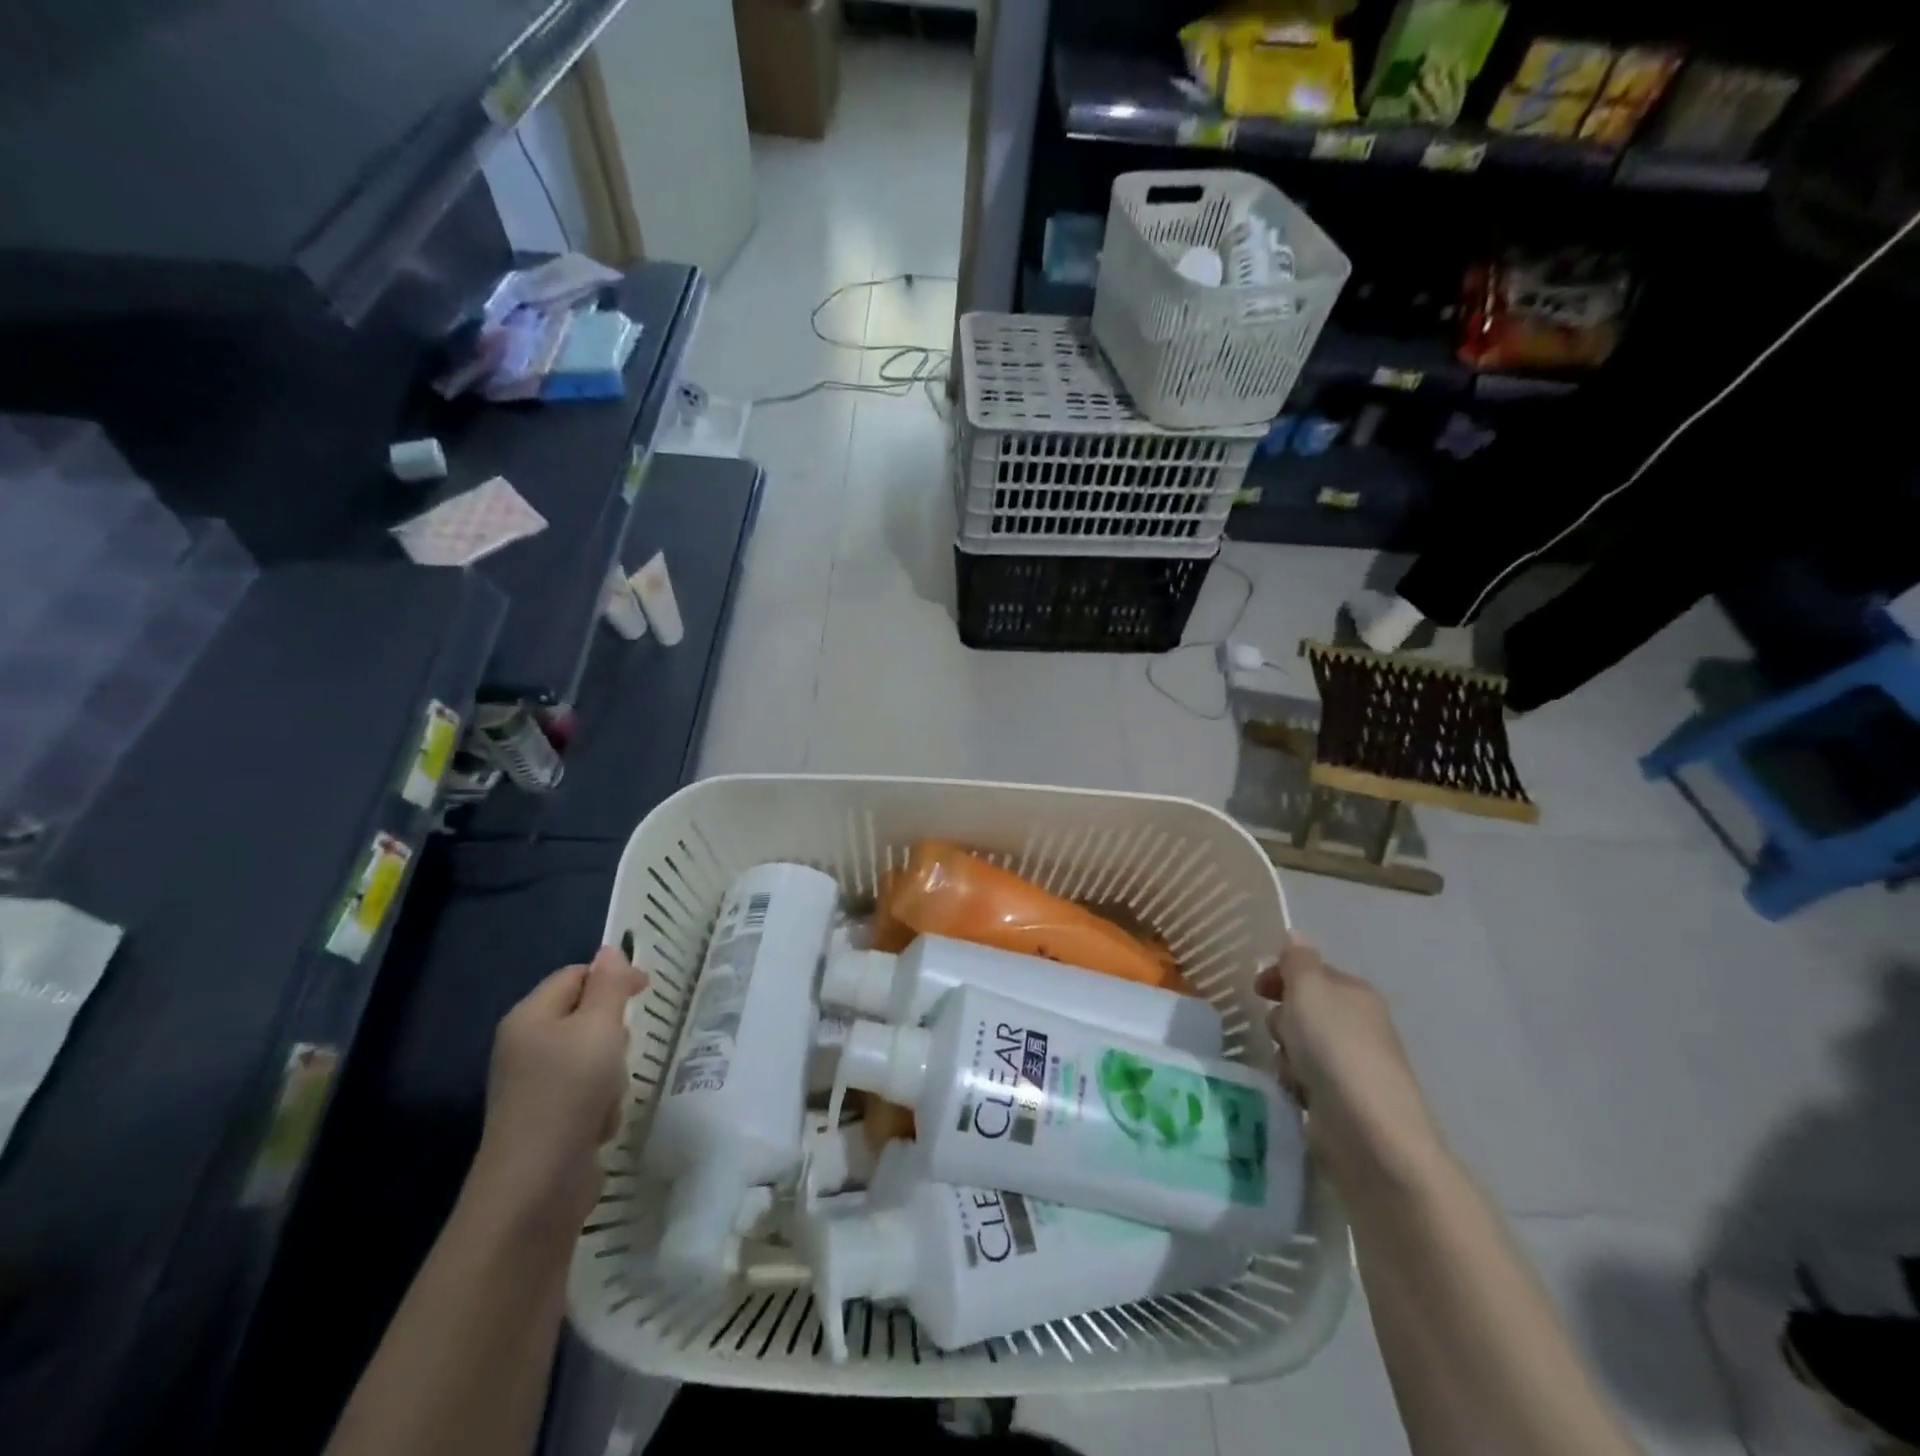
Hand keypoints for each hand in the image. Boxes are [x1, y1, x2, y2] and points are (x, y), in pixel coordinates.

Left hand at [469, 946, 646, 1235]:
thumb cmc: (569, 1092)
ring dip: (612, 1072)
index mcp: (529, 1017)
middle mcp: (525, 1047)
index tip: (646, 991)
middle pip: (584, 1016)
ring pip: (592, 1057)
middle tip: (622, 1048)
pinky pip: (586, 1095)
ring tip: (610, 1093)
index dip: (612, 977)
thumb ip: (609, 986)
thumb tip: (611, 950)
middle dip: (613, 1031)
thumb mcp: (599, 1027)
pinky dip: (602, 1105)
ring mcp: (534, 1088)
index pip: (575, 975)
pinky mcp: (548, 1122)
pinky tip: (601, 1124)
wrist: (536, 1188)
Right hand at [1257, 941, 1444, 1190]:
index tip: (1257, 990)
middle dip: (1282, 1018)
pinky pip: (1305, 1081)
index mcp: (1355, 993)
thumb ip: (1298, 961)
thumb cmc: (1335, 1049)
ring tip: (1289, 1070)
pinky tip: (1296, 1095)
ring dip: (1285, 1054)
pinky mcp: (1344, 1102)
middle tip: (1279, 1033)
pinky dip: (1295, 1085)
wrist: (1370, 1133)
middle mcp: (1358, 1025)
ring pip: (1299, 1046)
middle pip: (1303, 1009)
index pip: (1311, 972)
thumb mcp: (1309, 990)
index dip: (1281, 976)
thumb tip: (1296, 936)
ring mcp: (1353, 1066)